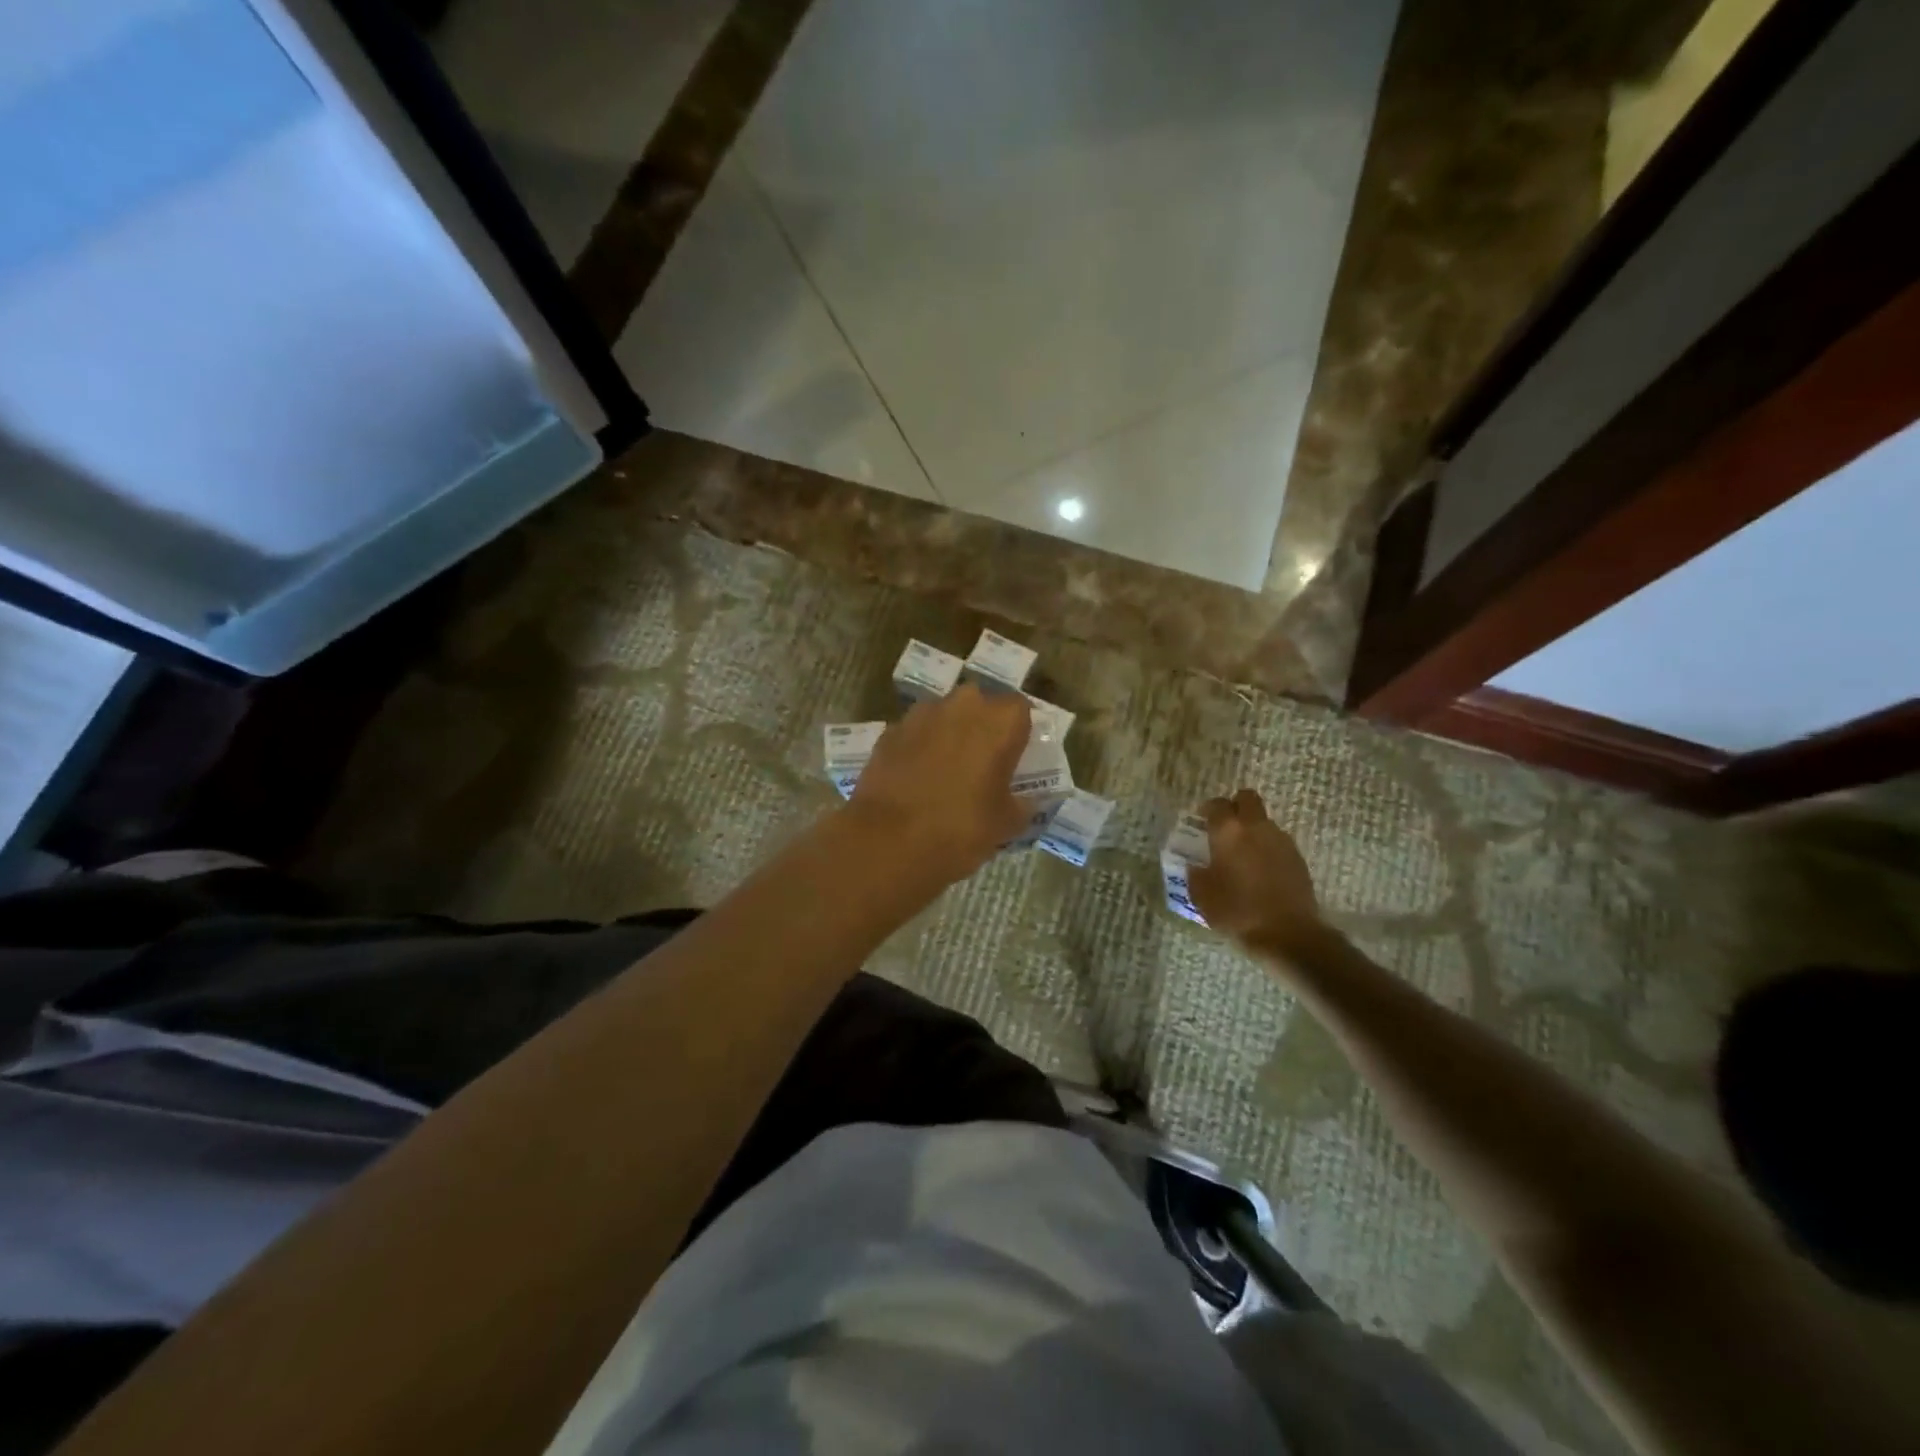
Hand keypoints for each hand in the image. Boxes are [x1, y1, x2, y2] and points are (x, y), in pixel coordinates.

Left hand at [845, 685, 1032, 883]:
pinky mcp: (889, 731)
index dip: (1018, 731)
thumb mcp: (1006, 824)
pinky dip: (919, 747)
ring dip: (948, 732)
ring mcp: (921, 715)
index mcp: (1000, 721)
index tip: (1016, 755)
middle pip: (980, 704)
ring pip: (944, 714)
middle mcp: (962, 705)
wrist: (888, 840)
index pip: (1020, 709)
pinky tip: (917, 777)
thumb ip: (1022, 804)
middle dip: (982, 725)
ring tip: (947, 769)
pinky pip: (915, 732)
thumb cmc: (960, 828)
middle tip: (983, 760)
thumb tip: (1026, 800)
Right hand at [1188, 789, 1328, 957]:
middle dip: (1235, 806)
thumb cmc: (1237, 911)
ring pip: (1264, 821)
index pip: (1216, 804)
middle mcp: (1256, 827)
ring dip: (1252, 829)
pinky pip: (1277, 842)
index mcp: (1228, 831)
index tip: (1201, 822)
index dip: (1207, 810)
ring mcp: (1281, 840)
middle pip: (1247, 798)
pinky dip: (1267, 849)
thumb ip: (1195, 874)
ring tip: (1243, 854)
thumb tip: (1196, 866)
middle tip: (1225, 827)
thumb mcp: (1202, 896)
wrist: (1288, 934)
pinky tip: (1261, 871)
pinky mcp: (1298, 858)